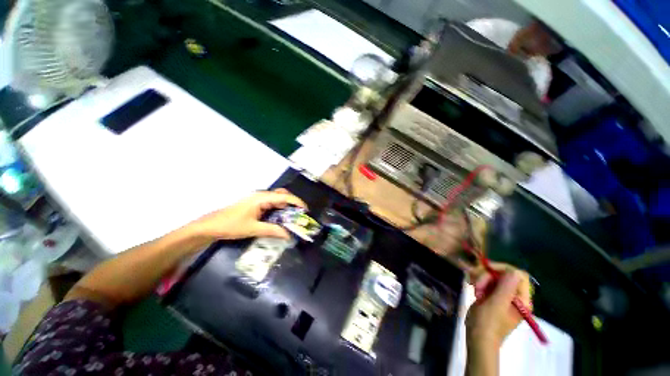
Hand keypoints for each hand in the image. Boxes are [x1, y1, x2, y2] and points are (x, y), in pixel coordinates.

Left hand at [193, 189, 306, 240]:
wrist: (210, 226)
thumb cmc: (231, 225)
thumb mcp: (253, 229)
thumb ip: (272, 230)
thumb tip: (289, 235)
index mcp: (262, 198)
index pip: (284, 197)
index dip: (297, 202)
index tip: (305, 210)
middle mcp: (261, 195)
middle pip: (282, 195)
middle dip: (293, 204)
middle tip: (299, 215)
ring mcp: (258, 199)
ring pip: (277, 199)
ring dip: (286, 207)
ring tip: (292, 218)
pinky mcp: (255, 204)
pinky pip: (271, 204)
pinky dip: (279, 210)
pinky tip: (280, 219)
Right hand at [466, 263, 530, 351]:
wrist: (477, 336)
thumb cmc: (488, 322)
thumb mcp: (497, 304)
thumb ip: (506, 288)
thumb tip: (514, 271)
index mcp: (522, 299)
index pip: (519, 275)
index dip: (503, 269)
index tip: (486, 269)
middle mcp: (515, 296)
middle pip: (503, 275)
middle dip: (488, 276)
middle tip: (476, 283)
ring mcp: (503, 296)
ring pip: (493, 277)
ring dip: (481, 279)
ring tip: (474, 288)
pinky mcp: (493, 296)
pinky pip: (487, 282)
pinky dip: (479, 282)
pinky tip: (473, 288)